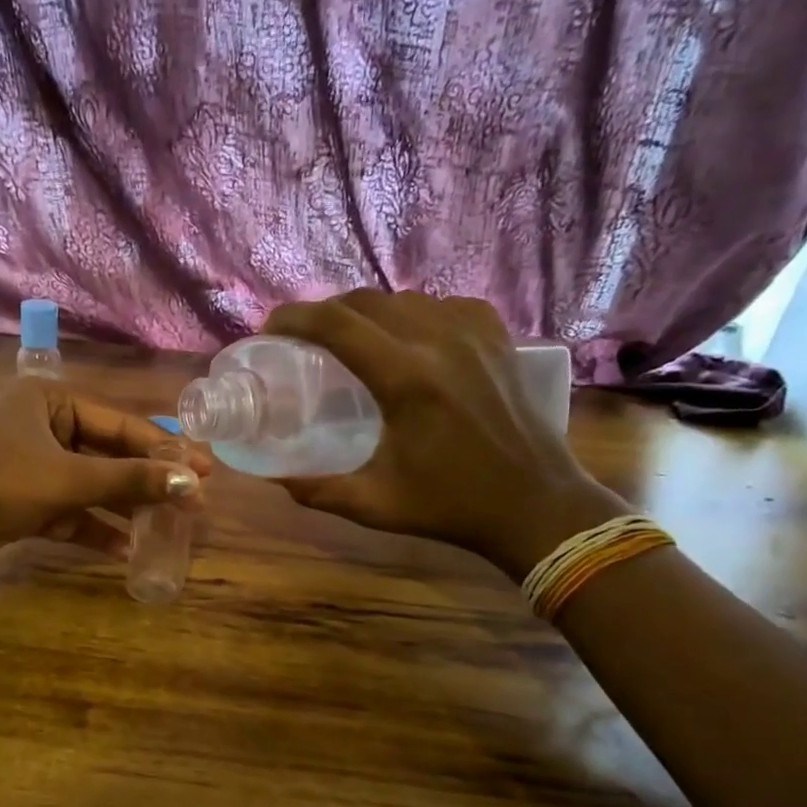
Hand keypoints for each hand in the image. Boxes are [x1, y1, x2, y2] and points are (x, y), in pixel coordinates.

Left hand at [0, 379, 208, 567]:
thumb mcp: (68, 480)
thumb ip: (129, 481)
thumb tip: (191, 483)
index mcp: (51, 401)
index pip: (120, 424)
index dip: (164, 449)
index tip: (205, 471)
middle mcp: (45, 427)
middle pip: (109, 454)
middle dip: (148, 481)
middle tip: (194, 501)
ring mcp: (34, 466)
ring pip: (92, 485)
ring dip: (125, 507)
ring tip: (169, 527)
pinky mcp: (26, 500)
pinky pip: (71, 511)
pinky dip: (95, 528)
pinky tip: (126, 550)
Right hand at [262, 290, 620, 578]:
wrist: (536, 505)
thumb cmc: (451, 507)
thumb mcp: (373, 505)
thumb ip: (316, 490)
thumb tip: (273, 477)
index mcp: (406, 379)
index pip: (336, 325)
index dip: (295, 318)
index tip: (270, 330)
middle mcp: (439, 342)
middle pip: (365, 302)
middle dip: (324, 313)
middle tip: (303, 338)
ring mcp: (474, 335)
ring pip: (404, 299)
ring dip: (366, 312)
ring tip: (349, 338)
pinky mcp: (497, 338)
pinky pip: (444, 305)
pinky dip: (414, 313)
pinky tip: (407, 337)